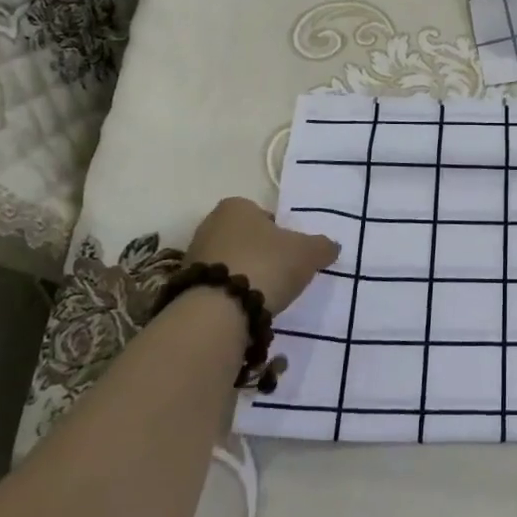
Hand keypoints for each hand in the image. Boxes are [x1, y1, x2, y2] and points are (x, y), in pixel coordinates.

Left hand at [185, 197, 337, 316]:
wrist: (217, 310)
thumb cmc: (266, 264)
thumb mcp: (308, 253)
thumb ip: (322, 246)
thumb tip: (331, 246)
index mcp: (236, 206)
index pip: (264, 215)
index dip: (280, 233)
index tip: (290, 253)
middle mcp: (210, 224)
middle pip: (245, 238)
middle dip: (261, 254)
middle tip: (280, 274)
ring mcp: (193, 257)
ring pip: (229, 263)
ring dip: (244, 276)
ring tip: (263, 296)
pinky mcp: (184, 287)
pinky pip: (216, 286)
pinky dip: (230, 295)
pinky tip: (243, 309)